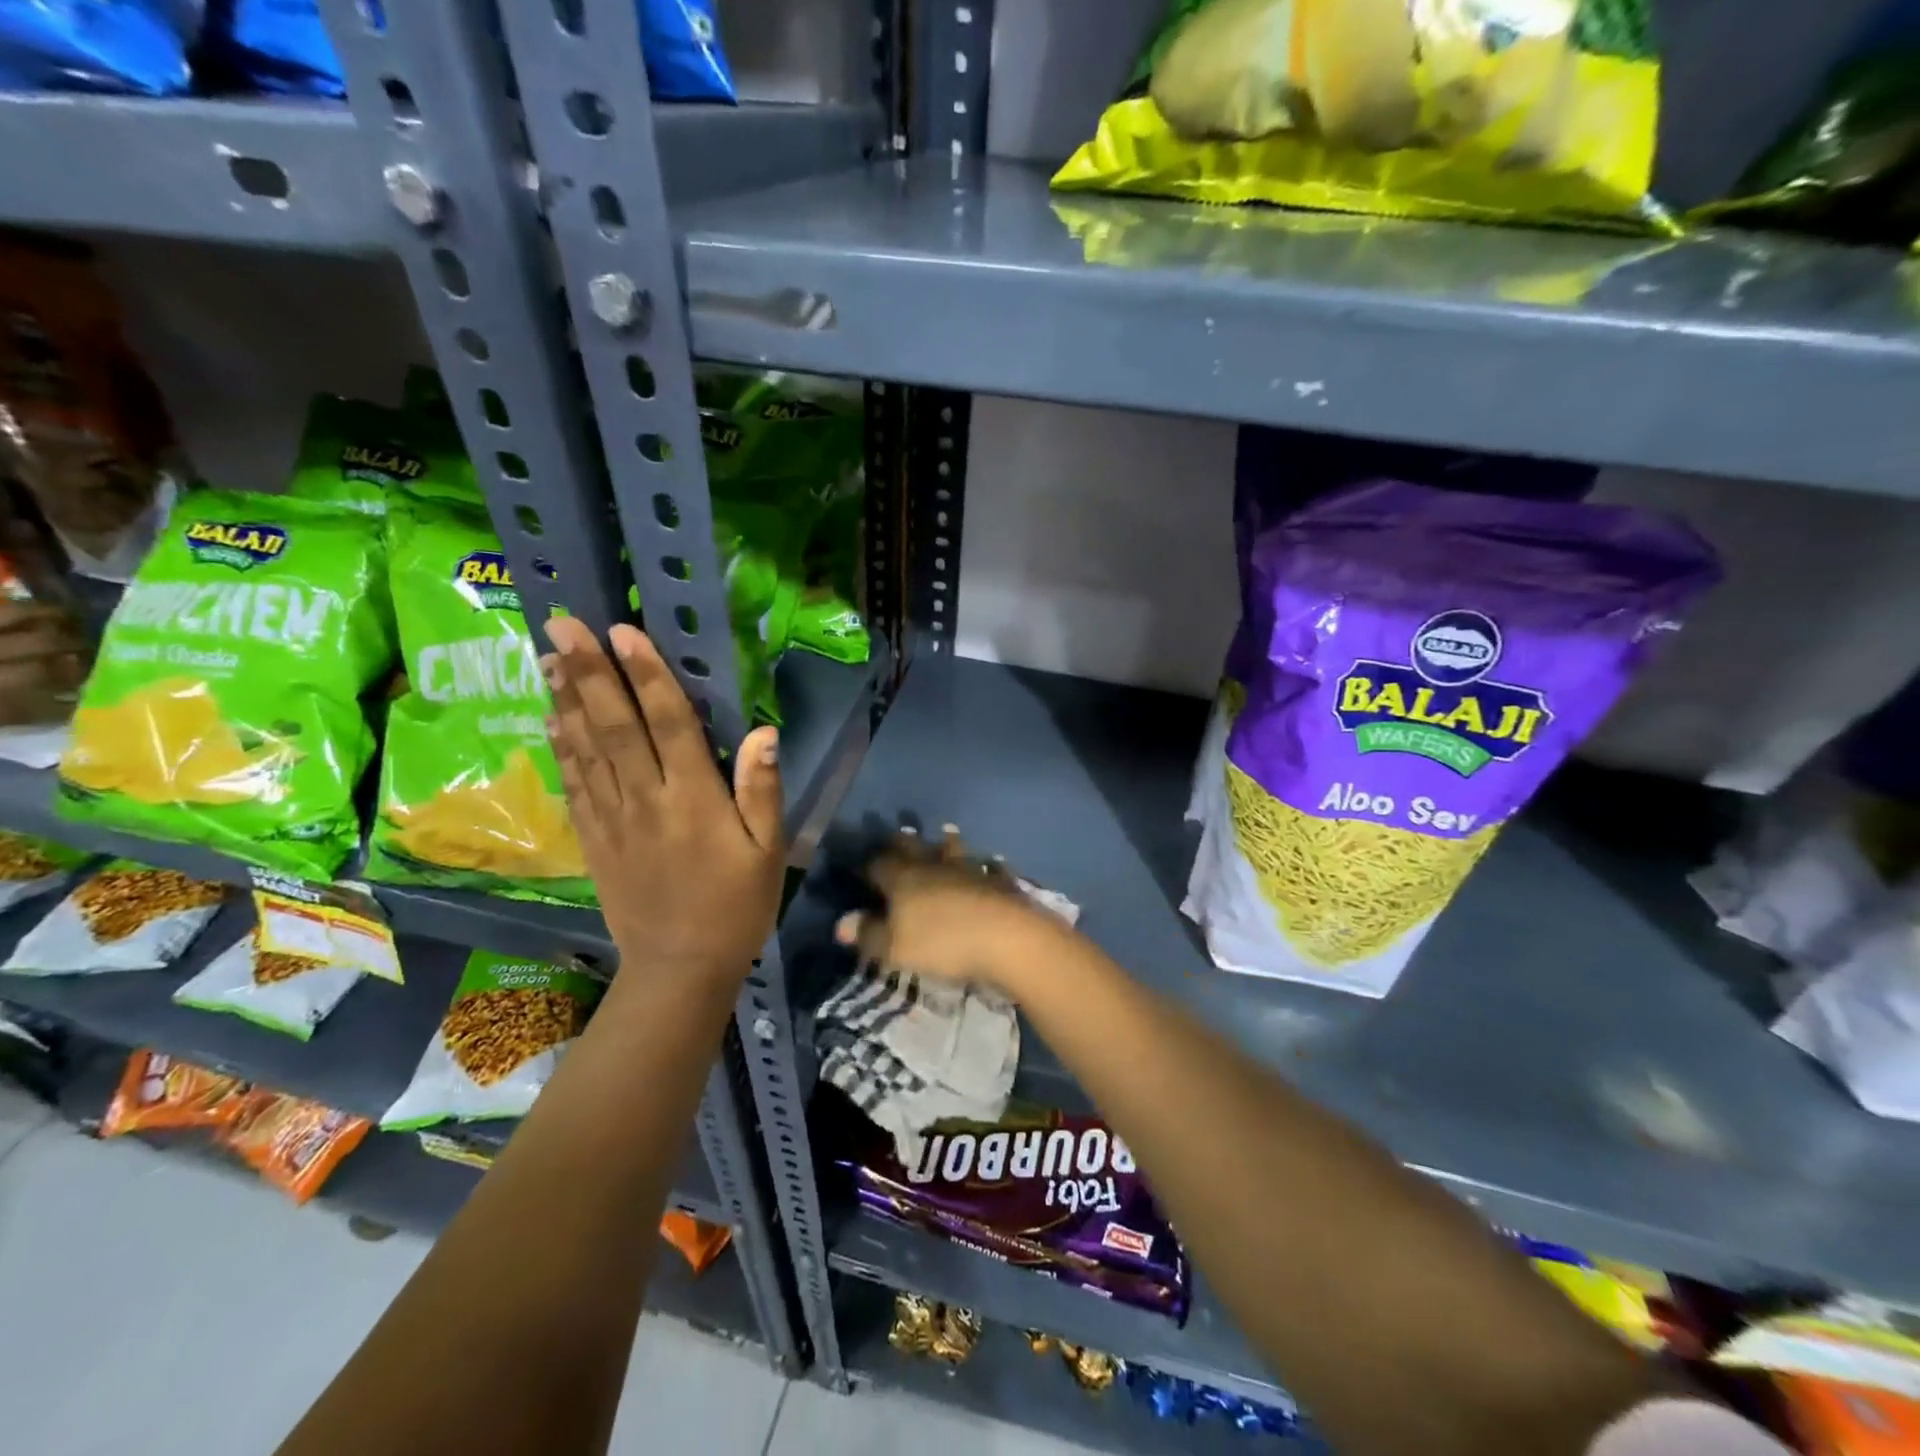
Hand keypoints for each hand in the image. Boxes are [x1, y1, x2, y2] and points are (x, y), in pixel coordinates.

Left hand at [542, 618, 783, 991]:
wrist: (679, 969)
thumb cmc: (737, 907)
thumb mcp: (769, 853)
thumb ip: (763, 791)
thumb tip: (762, 733)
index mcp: (694, 799)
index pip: (668, 724)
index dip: (647, 676)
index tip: (623, 631)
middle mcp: (647, 799)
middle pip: (614, 726)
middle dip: (589, 672)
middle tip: (562, 624)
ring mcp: (613, 819)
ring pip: (585, 748)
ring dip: (565, 698)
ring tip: (546, 655)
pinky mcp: (594, 839)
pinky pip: (574, 783)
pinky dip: (560, 746)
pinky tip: (550, 718)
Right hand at [833, 827, 1069, 994]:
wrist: (1008, 937)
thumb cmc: (942, 943)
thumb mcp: (895, 948)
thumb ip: (869, 934)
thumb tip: (841, 923)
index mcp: (904, 879)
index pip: (880, 865)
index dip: (869, 866)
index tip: (863, 866)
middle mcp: (934, 866)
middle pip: (914, 848)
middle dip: (904, 843)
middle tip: (899, 835)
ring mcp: (970, 869)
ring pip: (953, 851)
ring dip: (947, 844)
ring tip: (945, 834)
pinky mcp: (999, 881)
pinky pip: (988, 866)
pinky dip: (985, 864)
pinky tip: (990, 862)